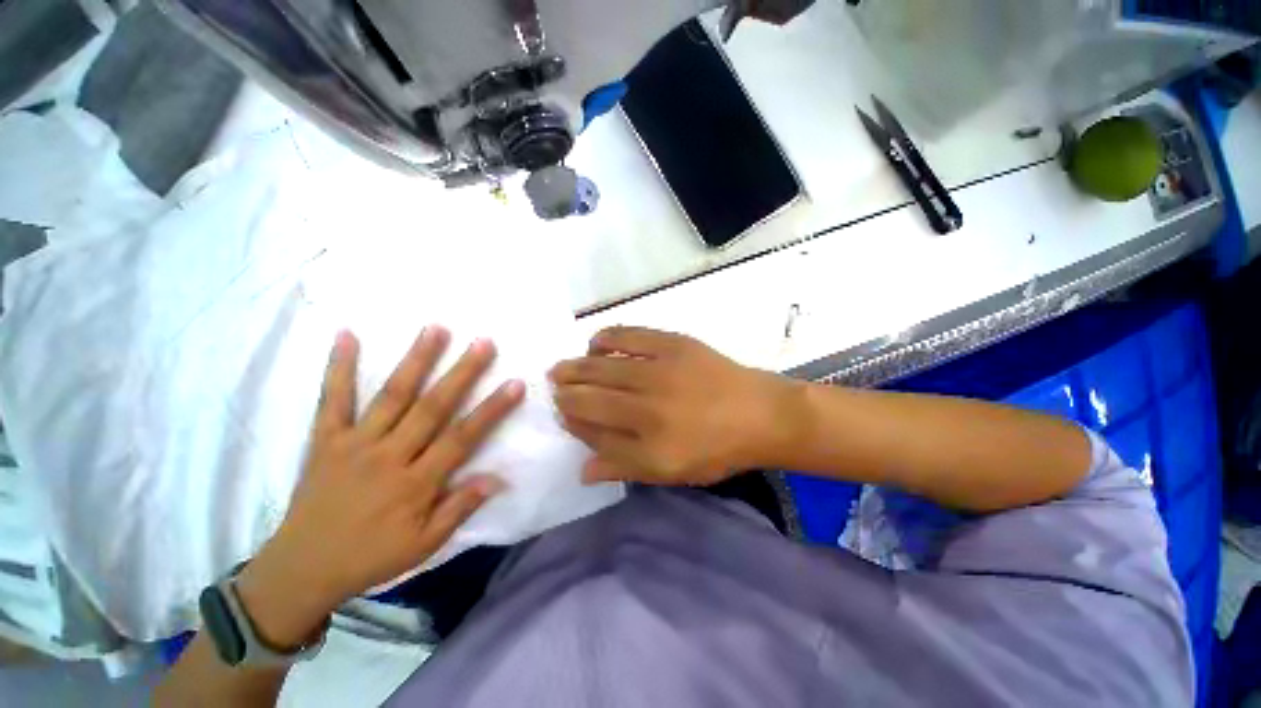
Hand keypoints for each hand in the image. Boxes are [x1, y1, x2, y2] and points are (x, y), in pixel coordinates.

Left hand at [236, 326, 523, 648]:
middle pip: (432, 407)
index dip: (491, 409)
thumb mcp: (423, 545)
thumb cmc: (371, 556)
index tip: (515, 384)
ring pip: (392, 395)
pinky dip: (339, 367)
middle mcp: (388, 455)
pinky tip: (348, 335)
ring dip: (416, 360)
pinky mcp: (325, 439)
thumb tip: (496, 478)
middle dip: (462, 372)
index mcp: (415, 482)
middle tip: (484, 343)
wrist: (303, 568)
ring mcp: (354, 443)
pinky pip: (332, 399)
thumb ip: (459, 509)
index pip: (462, 437)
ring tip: (436, 328)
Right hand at [549, 327, 797, 486]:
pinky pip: (629, 335)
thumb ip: (625, 467)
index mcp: (648, 442)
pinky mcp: (673, 343)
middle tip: (552, 385)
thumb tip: (582, 469)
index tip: (561, 413)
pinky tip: (595, 342)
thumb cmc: (717, 449)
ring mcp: (660, 369)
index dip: (571, 419)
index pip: (592, 428)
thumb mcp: (672, 473)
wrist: (760, 413)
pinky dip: (606, 338)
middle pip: (590, 394)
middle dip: (565, 390)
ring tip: (563, 366)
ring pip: (602, 365)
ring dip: (576, 365)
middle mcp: (647, 404)